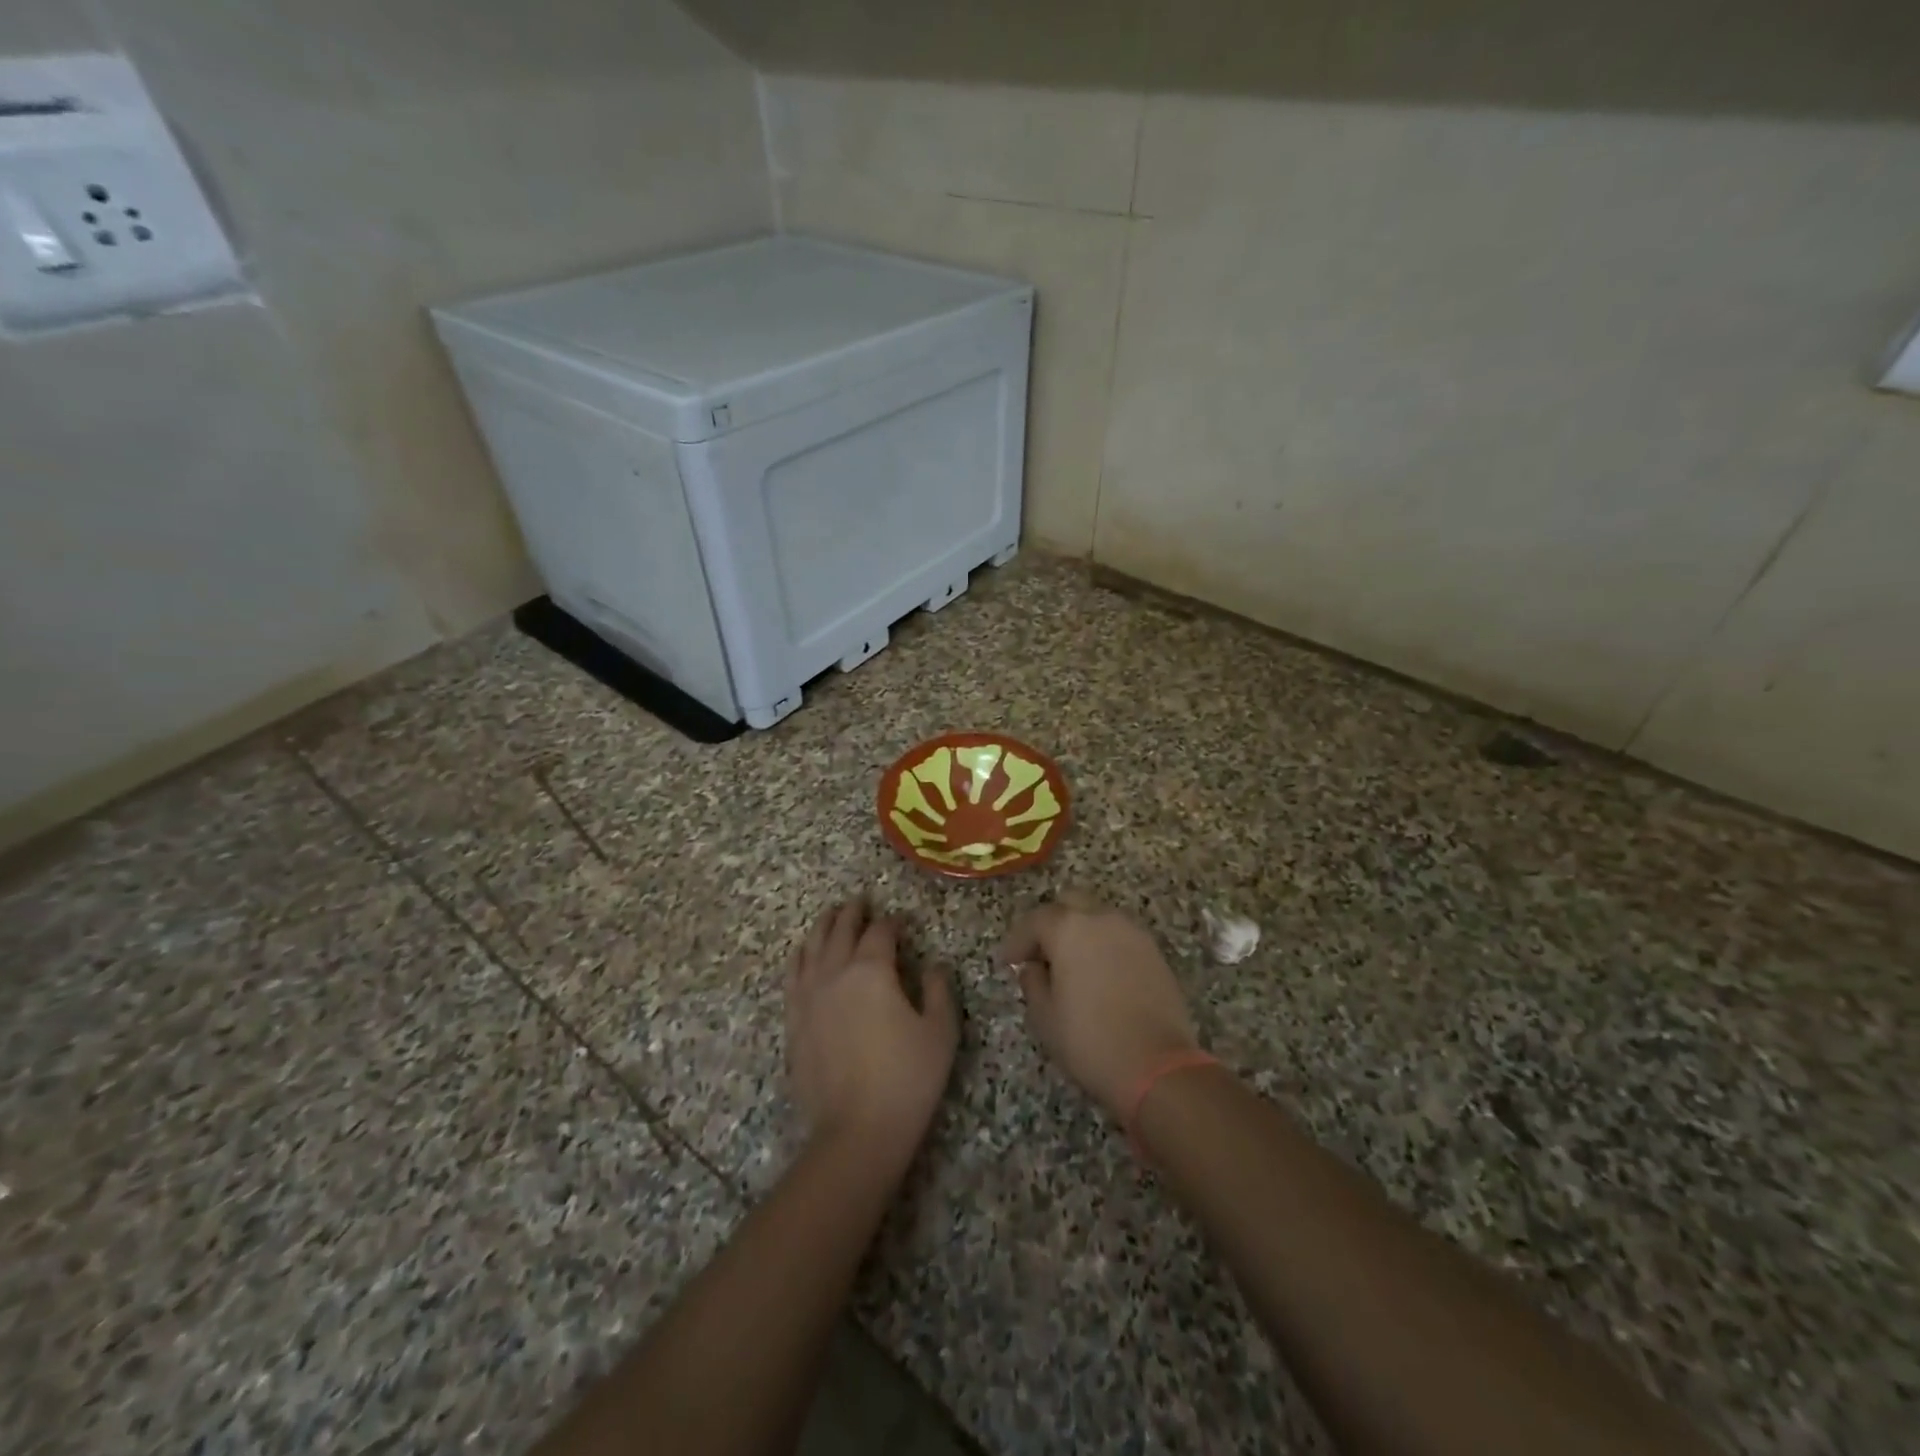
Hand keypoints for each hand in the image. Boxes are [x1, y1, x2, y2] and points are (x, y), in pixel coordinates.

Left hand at [786, 897, 957, 1167]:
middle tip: (860, 901)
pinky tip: (803, 952)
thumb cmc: (907, 1079)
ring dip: (824, 926)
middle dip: (853, 913)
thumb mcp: (941, 1032)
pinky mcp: (794, 1020)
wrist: (856, 1131)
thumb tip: (934, 964)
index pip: (881, 932)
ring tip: (832, 915)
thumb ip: (940, 989)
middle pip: (841, 930)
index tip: (900, 921)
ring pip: (812, 946)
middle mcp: (835, 972)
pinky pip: (793, 974)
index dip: (892, 922)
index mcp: (873, 970)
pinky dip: (800, 955)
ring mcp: (809, 995)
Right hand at [999, 892, 1198, 1120]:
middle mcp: (1102, 919)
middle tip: (1041, 955)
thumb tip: (1035, 968)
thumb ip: (1033, 982)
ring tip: (1071, 966)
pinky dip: (1105, 946)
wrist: (1157, 1067)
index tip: (1008, 962)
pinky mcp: (1155, 953)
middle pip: (1070, 903)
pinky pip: (1121, 937)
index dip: (1017, 940)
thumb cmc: (1090, 1040)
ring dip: (1080, 933)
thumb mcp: (1044, 1016)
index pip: (1035, 920)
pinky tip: (1100, 976)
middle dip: (1051, 924)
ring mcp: (1133, 933)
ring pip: (1098, 917)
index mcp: (1069, 928)